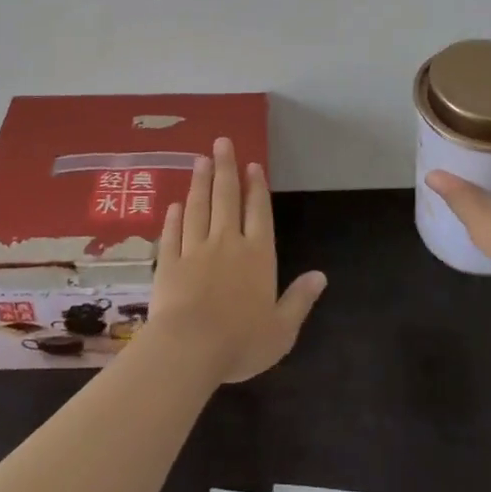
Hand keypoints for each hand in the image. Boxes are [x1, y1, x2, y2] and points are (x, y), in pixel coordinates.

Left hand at [147, 138, 327, 384]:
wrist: (189, 349)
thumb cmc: (241, 342)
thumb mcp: (282, 329)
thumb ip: (299, 300)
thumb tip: (321, 275)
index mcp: (257, 255)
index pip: (259, 213)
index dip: (257, 188)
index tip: (252, 164)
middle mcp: (227, 243)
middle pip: (226, 198)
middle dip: (226, 169)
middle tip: (221, 142)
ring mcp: (195, 250)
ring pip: (198, 208)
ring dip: (200, 183)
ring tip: (200, 160)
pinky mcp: (169, 263)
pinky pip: (173, 234)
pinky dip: (174, 217)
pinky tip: (175, 204)